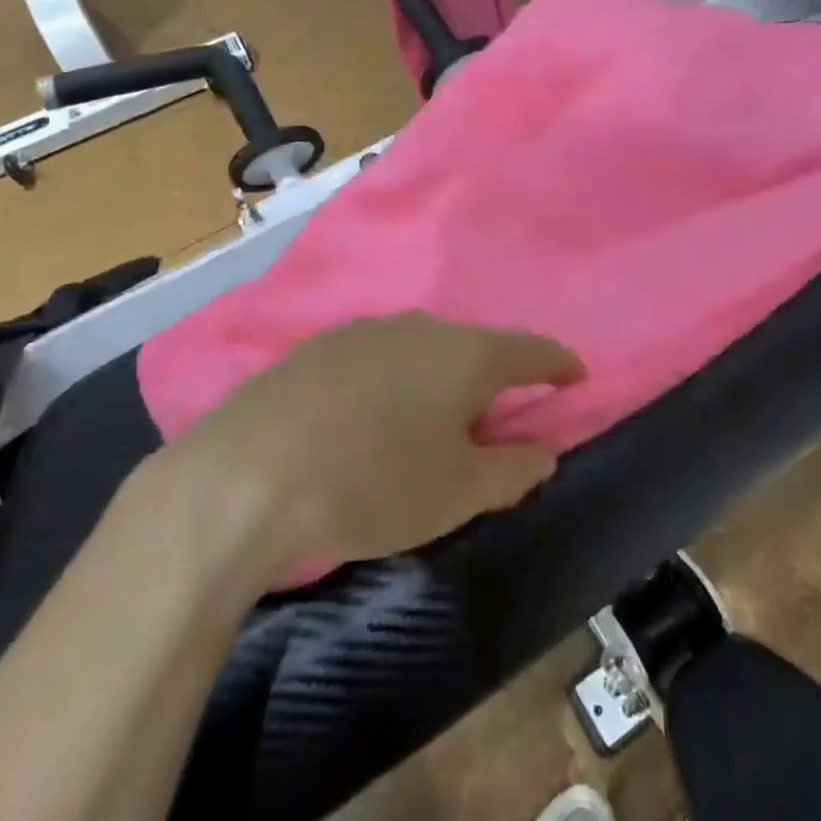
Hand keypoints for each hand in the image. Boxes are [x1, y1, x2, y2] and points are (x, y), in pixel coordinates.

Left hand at [180, 314, 583, 565]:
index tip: (575, 376)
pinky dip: (393, 382)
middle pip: (474, 348)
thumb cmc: (373, 484)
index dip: (558, 364)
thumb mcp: (457, 493)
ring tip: (428, 423)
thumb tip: (543, 451)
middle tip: (493, 422)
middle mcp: (420, 327)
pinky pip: (377, 358)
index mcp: (465, 355)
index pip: (531, 350)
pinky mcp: (318, 346)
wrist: (246, 477)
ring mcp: (364, 331)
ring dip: (438, 379)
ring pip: (422, 351)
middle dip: (492, 379)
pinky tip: (369, 418)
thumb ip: (513, 469)